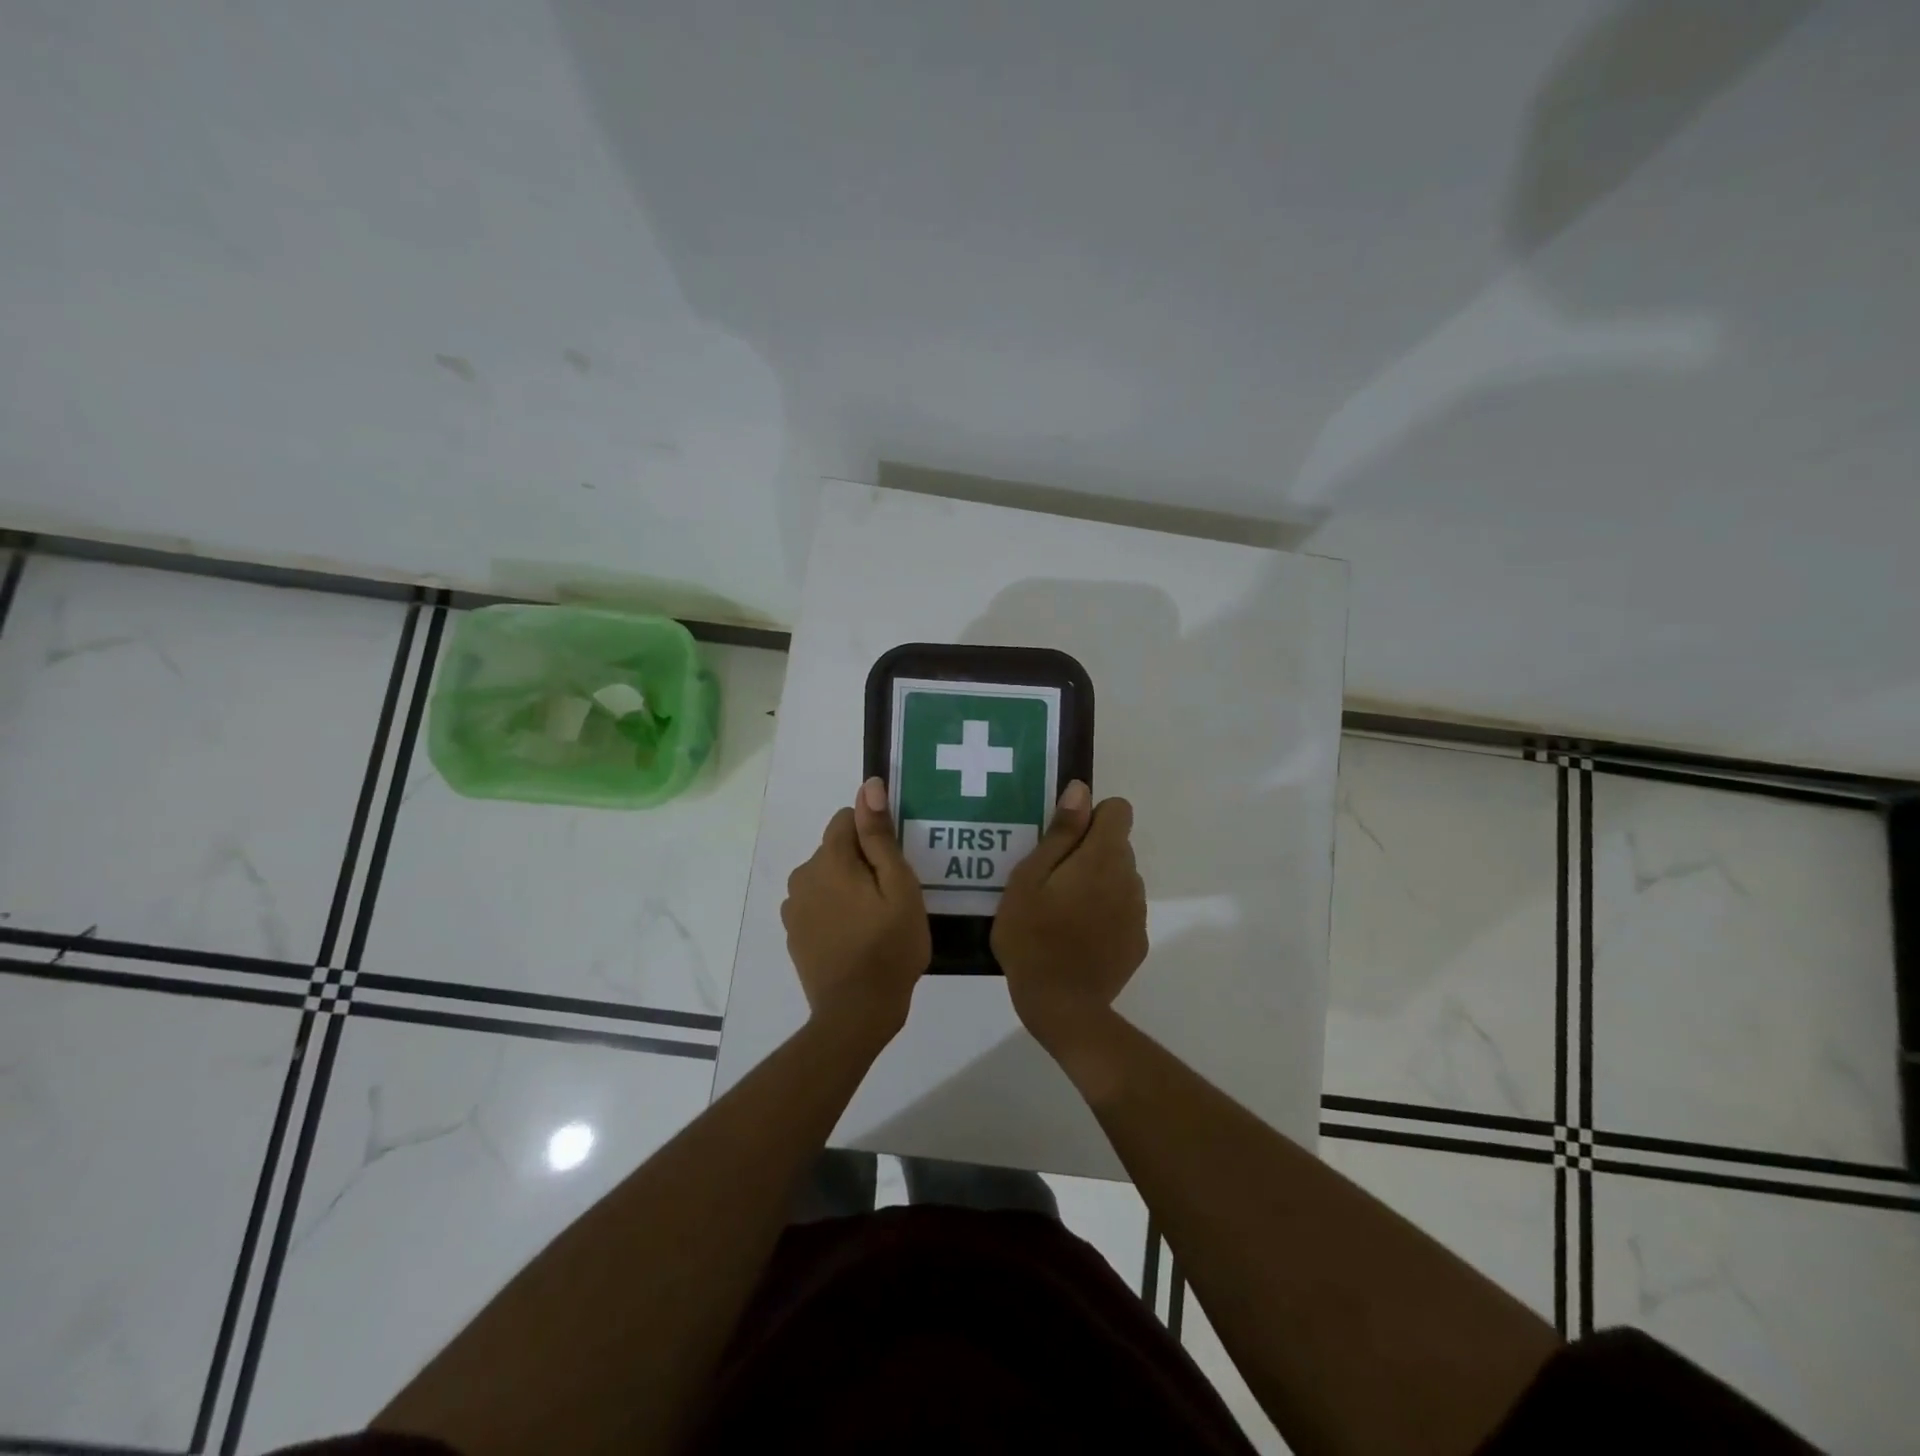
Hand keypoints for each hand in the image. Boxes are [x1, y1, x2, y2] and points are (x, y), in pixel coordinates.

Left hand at [782, 778, 930, 1037]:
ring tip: (875, 919)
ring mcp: (793, 907)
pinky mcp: (793, 932)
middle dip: (862, 862)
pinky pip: (817, 903)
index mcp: (829, 859)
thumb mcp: (899, 886)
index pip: (847, 817)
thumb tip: (869, 785)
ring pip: (826, 876)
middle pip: (836, 848)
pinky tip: (855, 937)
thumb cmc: (889, 946)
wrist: (856, 1012)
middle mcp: (802, 875)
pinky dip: (834, 910)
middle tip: (890, 896)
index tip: (894, 864)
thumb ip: (880, 835)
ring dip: (847, 886)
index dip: (874, 835)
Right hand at [993, 781, 1147, 1052]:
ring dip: (1098, 883)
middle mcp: (1129, 878)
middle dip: (1090, 851)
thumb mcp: (1029, 878)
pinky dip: (1105, 913)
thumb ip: (1060, 832)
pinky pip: (1123, 910)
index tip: (1063, 842)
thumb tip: (1082, 790)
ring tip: (1063, 912)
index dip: (1091, 817)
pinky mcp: (1138, 941)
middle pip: (1118, 845)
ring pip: (1120, 878)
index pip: (1119, 810)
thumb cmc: (1032, 936)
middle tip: (1052, 881)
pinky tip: (1078, 937)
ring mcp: (1137, 912)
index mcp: (1102, 857)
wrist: (1060, 1005)